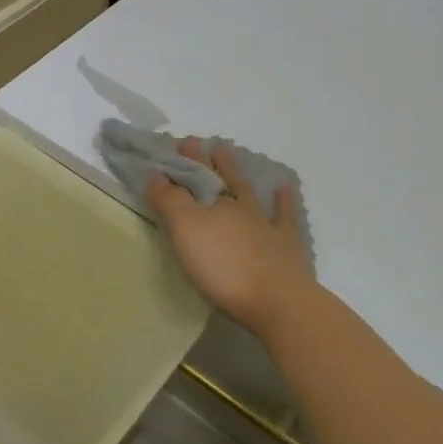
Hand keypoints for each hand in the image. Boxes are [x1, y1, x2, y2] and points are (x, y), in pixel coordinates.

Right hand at [146, 138, 314, 334]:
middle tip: (197, 142)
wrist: (276, 301)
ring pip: (248, 191)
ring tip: (228, 151)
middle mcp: (239, 207)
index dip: (183, 161)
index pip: (194, 176)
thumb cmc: (222, 265)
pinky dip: (283, 199)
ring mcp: (266, 224)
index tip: (174, 144)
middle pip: (219, 179)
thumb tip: (156, 173)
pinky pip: (284, 215)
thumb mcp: (185, 230)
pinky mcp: (285, 246)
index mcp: (214, 203)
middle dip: (205, 161)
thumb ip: (169, 200)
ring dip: (236, 172)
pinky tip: (284, 187)